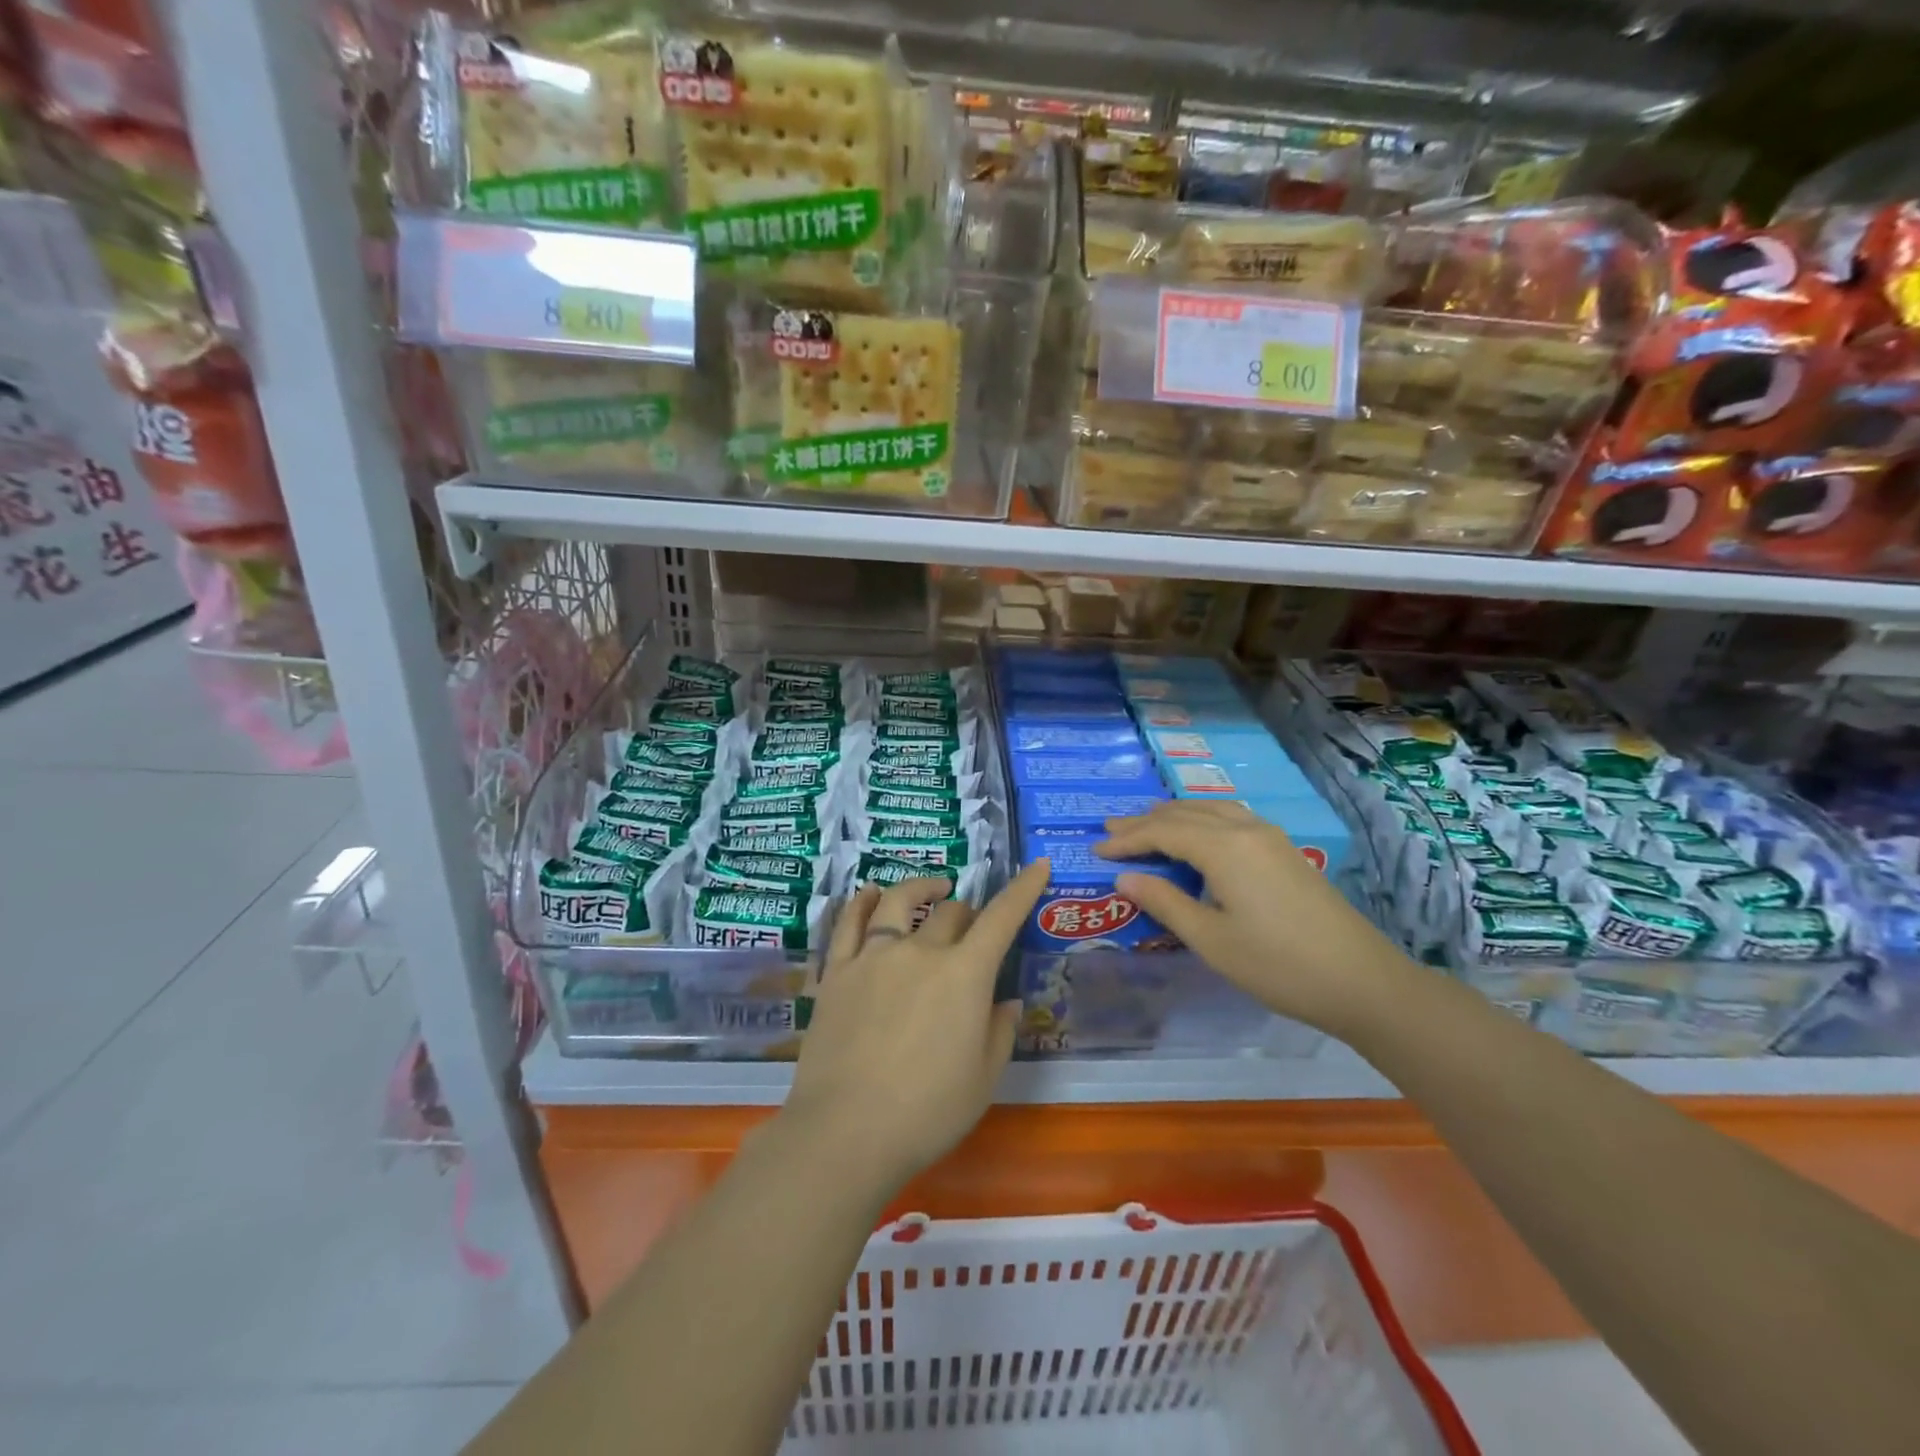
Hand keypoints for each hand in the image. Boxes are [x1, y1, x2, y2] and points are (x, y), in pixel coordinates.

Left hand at [782, 861, 1049, 1194]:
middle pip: (951, 913)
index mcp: (964, 974)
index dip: (1023, 888)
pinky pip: (849, 922)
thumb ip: (999, 1031)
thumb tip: (1006, 1001)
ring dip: (922, 888)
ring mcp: (873, 956)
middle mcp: (920, 951)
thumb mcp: (983, 1079)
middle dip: (969, 914)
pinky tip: (870, 895)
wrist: (847, 1132)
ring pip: (899, 902)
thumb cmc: (928, 1113)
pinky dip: (863, 901)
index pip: (1001, 918)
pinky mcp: (837, 971)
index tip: (1037, 865)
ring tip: (933, 889)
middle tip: (972, 930)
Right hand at [1097, 801, 1413, 1036]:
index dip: (1128, 840)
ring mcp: (1270, 837)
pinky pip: (1231, 818)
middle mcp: (1245, 829)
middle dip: (1145, 822)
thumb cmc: (1278, 965)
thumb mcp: (1211, 940)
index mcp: (1224, 848)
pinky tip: (1197, 834)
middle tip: (1110, 830)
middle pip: (1185, 814)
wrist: (1361, 981)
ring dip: (1174, 816)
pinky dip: (1201, 819)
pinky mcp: (1285, 850)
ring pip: (1210, 810)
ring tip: (1147, 824)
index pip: (1163, 832)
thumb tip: (1125, 878)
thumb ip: (1165, 903)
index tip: (1096, 850)